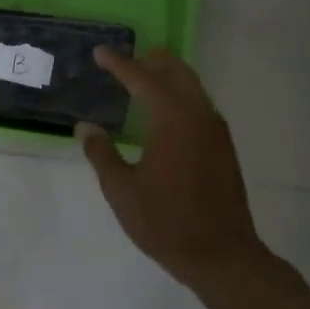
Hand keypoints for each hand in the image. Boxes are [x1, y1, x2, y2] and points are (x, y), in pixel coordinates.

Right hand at [76, 46, 268, 287]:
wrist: (221, 255)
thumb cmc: (165, 221)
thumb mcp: (121, 189)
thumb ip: (101, 153)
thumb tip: (86, 127)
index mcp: (172, 119)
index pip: (142, 79)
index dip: (119, 64)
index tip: (100, 52)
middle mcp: (198, 116)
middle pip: (177, 73)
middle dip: (152, 61)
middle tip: (128, 57)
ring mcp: (215, 132)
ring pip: (193, 88)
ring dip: (169, 78)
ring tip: (144, 80)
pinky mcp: (223, 149)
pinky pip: (200, 107)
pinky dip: (181, 97)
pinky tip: (165, 115)